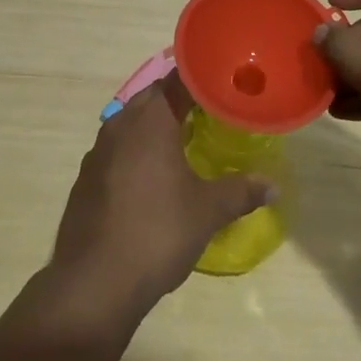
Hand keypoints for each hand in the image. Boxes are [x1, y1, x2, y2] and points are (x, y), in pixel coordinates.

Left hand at [47, 77, 272, 320]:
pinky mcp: (87, 177)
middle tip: (211, 113)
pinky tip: (152, 177)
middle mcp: (121, 123)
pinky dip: (137, 151)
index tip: (224, 85)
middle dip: (180, 101)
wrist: (94, 282)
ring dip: (156, 126)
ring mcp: (98, 150)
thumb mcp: (207, 212)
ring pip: (132, 122)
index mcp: (151, 119)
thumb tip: (273, 186)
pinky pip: (117, 149)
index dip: (203, 79)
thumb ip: (241, 192)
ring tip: (184, 142)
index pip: (179, 79)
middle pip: (154, 97)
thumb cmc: (157, 233)